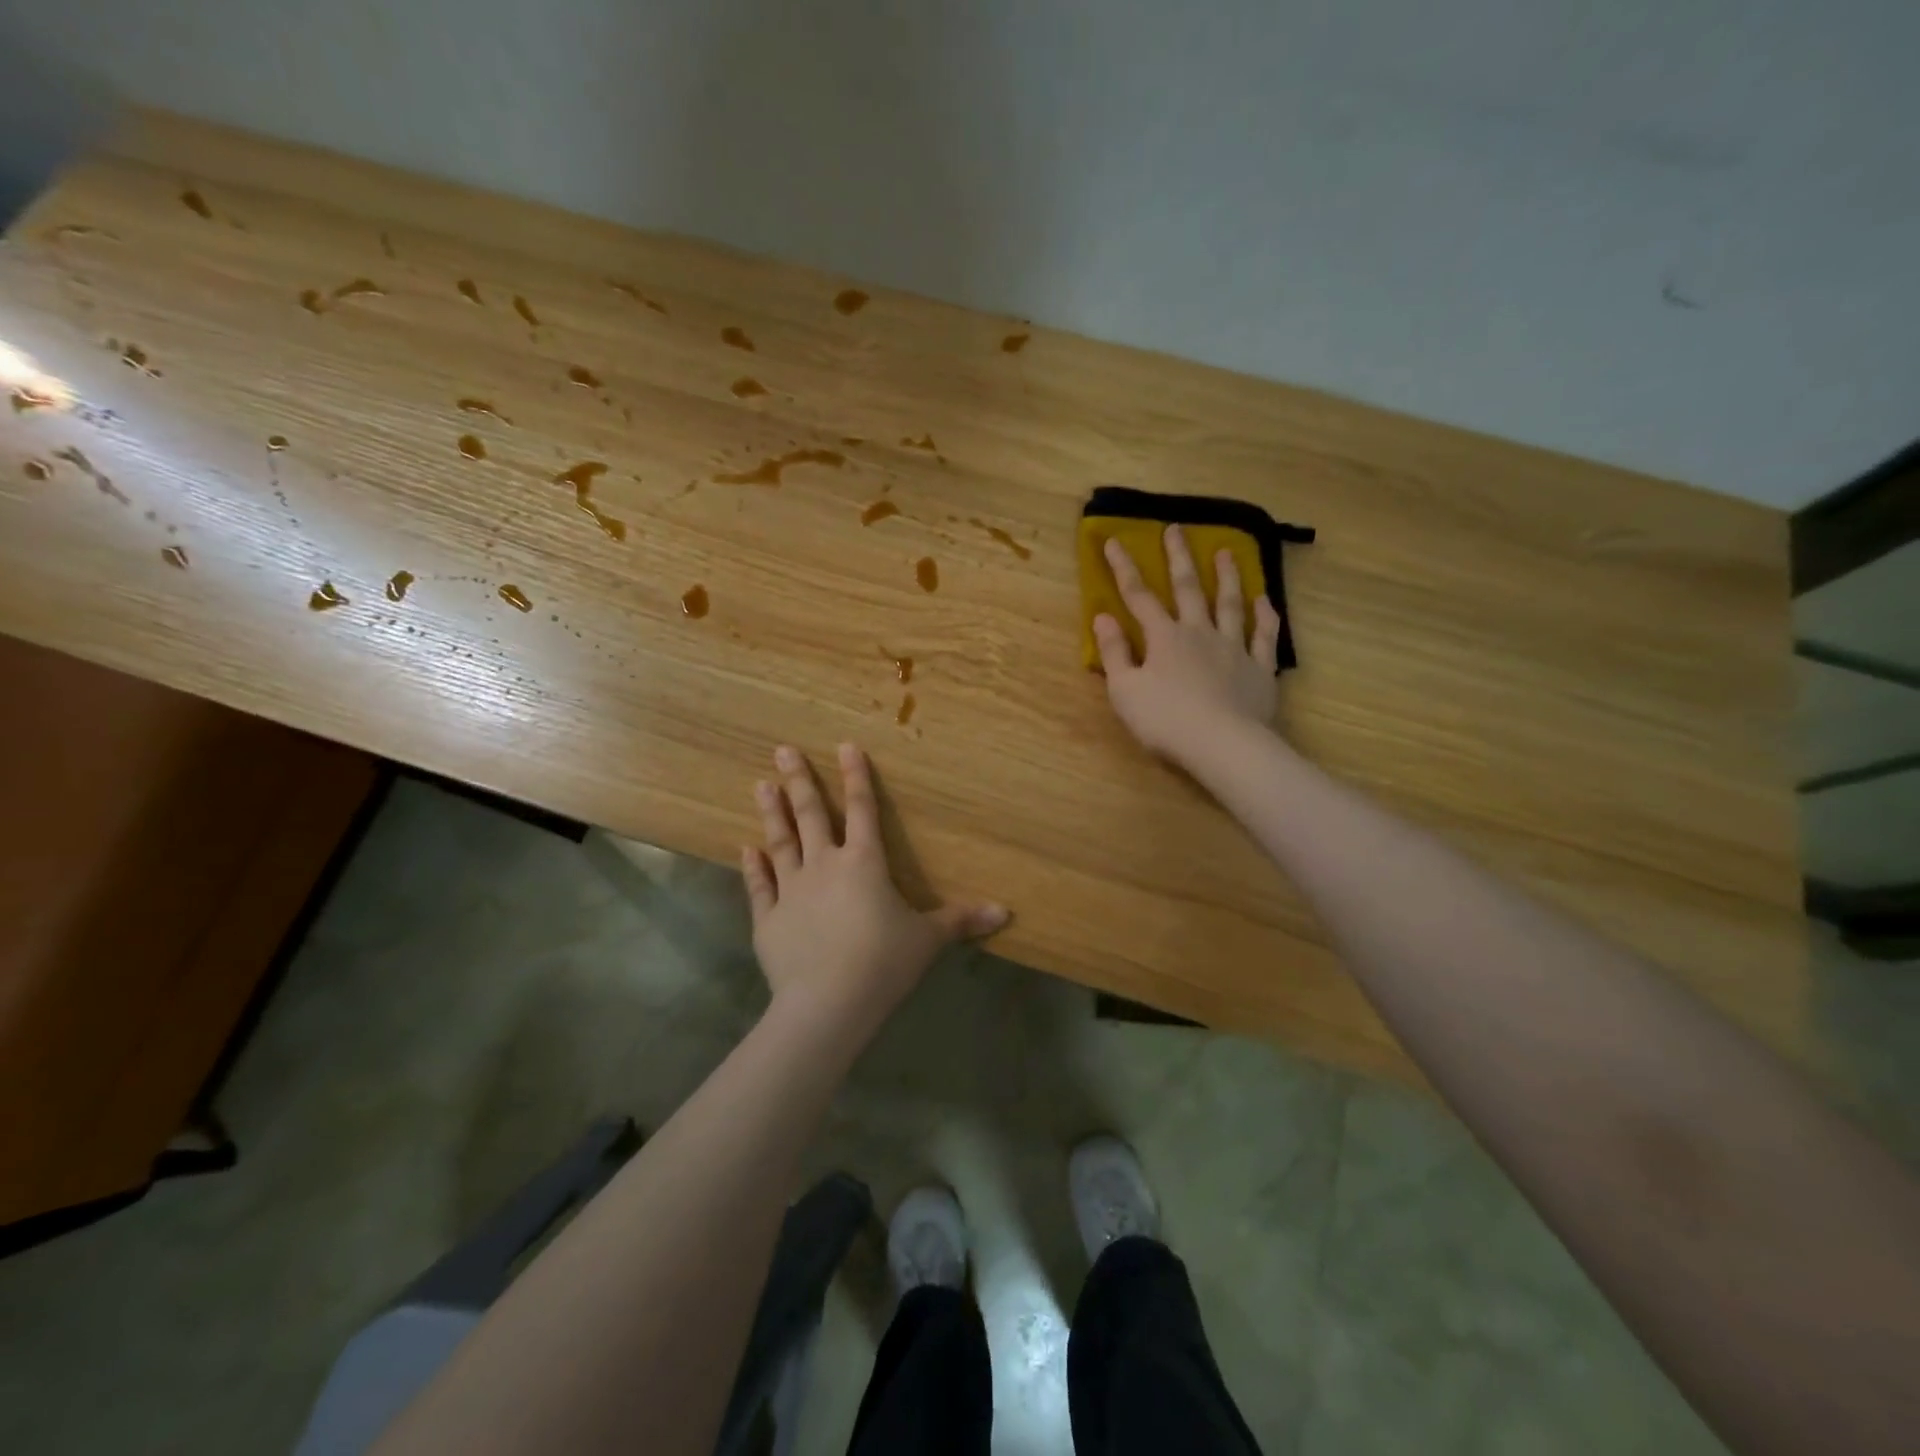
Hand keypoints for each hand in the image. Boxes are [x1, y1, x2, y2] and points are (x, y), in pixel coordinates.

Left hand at [742, 743, 1007, 1036]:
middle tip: (783, 750)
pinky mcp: (768, 919)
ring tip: (761, 784)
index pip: (863, 809)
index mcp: (864, 862)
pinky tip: (746, 849)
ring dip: (772, 813)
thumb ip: (961, 920)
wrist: (828, 1003)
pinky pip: (759, 886)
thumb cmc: (883, 963)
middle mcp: (824, 865)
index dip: (856, 776)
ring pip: (781, 842)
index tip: (845, 745)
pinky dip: (753, 867)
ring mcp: (792, 890)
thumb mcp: (928, 940)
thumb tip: (1004, 911)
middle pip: (811, 814)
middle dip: (799, 780)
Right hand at [1094, 525, 1283, 766]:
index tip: (1114, 541)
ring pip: (1231, 604)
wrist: (1222, 744)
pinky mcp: (1259, 669)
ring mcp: (1234, 648)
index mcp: (1164, 638)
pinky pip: (1264, 636)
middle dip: (1179, 558)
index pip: (1138, 596)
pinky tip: (1265, 600)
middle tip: (1177, 529)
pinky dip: (1265, 616)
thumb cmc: (1165, 720)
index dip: (1124, 568)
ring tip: (1227, 552)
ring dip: (1228, 576)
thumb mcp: (1124, 690)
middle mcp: (1199, 633)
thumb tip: (1103, 617)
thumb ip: (1114, 652)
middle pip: (1189, 588)